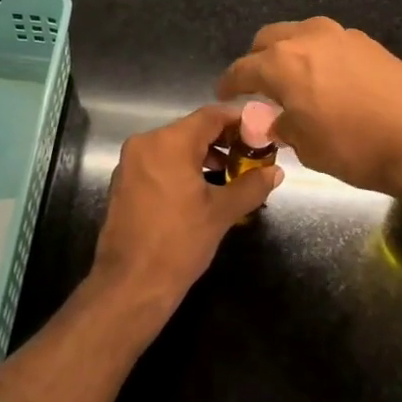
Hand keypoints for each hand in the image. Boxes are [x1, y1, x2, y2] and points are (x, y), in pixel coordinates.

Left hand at [92, 104, 280, 311]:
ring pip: (175, 146)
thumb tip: (275, 172)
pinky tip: (204, 187)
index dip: (239, 120)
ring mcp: (131, 163)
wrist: (130, 285)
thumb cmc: (179, 243)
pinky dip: (183, 167)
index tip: (262, 130)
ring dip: (205, 154)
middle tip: (252, 153)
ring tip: (233, 173)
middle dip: (224, 139)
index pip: (211, 116)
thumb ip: (251, 186)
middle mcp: (146, 143)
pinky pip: (160, 162)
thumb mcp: (221, 213)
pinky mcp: (125, 182)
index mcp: (169, 142)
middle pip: (192, 129)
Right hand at [216, 18, 401, 200]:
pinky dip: (317, 55)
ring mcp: (340, 35)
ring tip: (292, 80)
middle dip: (257, 60)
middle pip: (268, 40)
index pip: (242, 69)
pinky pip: (328, 42)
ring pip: (299, 34)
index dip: (228, 83)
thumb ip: (283, 127)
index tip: (223, 94)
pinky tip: (327, 80)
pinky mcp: (367, 42)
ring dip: (288, 52)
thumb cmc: (356, 147)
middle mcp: (307, 38)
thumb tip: (276, 120)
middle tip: (257, 86)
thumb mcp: (308, 147)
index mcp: (282, 63)